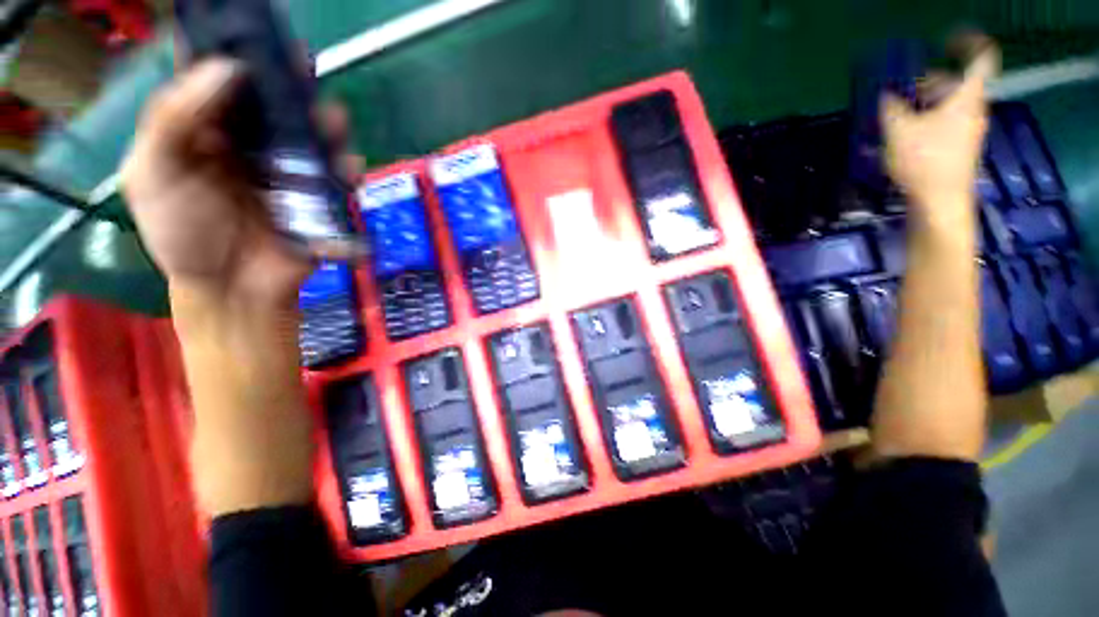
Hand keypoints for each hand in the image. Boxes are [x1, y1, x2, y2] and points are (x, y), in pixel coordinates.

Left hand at [121, 58, 363, 310]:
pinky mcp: (319, 197)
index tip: (256, 34)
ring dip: (325, 124)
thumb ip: (174, 119)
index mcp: (204, 131)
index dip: (237, 53)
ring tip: (334, 119)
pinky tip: (348, 164)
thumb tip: (228, 68)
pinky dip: (346, 168)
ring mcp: (288, 171)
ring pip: (311, 136)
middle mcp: (248, 143)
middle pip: (272, 103)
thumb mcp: (153, 175)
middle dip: (289, 84)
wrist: (234, 289)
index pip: (221, 82)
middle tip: (302, 66)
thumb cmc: (184, 236)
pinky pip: (337, 176)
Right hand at [881, 40, 998, 231]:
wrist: (941, 201)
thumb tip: (886, 94)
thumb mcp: (899, 130)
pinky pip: (945, 121)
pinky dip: (927, 118)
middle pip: (958, 82)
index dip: (968, 42)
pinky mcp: (958, 146)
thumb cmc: (925, 162)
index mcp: (967, 97)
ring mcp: (967, 129)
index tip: (947, 40)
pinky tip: (905, 130)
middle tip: (903, 85)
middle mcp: (973, 108)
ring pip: (949, 103)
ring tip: (897, 111)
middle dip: (930, 79)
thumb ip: (891, 107)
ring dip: (924, 101)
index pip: (981, 57)